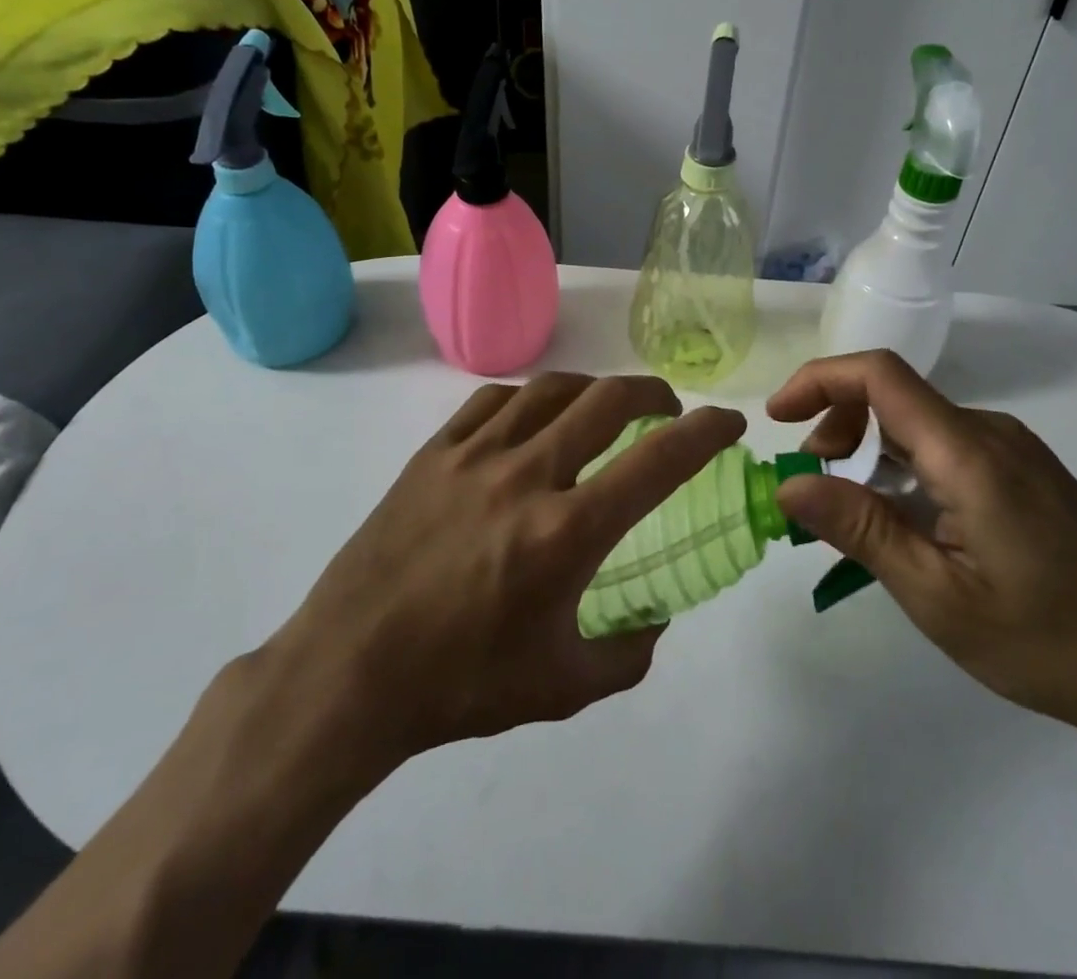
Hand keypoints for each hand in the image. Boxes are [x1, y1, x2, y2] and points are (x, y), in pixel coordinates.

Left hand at [246, 373, 746, 781]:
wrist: (348, 673)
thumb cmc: (460, 686)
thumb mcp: (563, 687)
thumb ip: (629, 652)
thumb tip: (656, 616)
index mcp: (565, 533)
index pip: (658, 461)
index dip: (706, 432)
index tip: (728, 422)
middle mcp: (526, 475)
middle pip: (608, 400)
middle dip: (653, 393)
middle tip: (667, 409)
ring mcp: (474, 455)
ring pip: (551, 388)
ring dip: (594, 388)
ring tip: (605, 407)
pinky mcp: (433, 452)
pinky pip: (494, 400)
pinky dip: (530, 398)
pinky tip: (533, 417)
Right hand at [768, 351, 1076, 752]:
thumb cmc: (1047, 641)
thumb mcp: (937, 596)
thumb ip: (860, 529)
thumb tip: (789, 484)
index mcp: (968, 452)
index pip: (879, 375)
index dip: (818, 380)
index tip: (777, 419)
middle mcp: (991, 433)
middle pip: (893, 397)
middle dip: (836, 428)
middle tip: (813, 489)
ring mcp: (1014, 451)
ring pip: (917, 424)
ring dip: (868, 453)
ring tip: (853, 517)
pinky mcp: (1026, 473)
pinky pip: (946, 448)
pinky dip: (903, 468)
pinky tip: (906, 524)